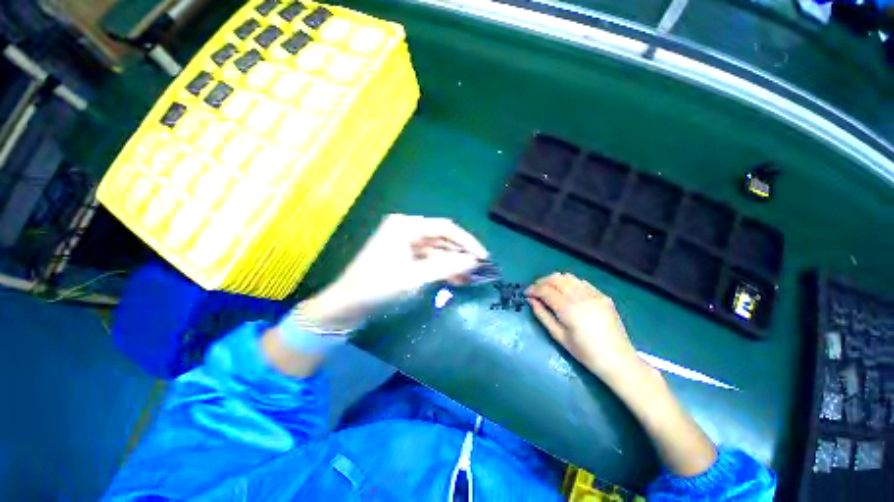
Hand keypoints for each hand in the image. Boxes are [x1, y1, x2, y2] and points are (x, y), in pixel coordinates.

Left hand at [300, 214, 487, 329]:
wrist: (347, 304)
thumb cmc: (377, 287)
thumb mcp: (414, 277)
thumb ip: (446, 267)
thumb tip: (474, 261)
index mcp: (406, 226)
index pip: (445, 228)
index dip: (467, 242)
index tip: (483, 256)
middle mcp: (406, 229)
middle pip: (441, 238)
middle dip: (460, 254)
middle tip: (478, 269)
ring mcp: (405, 242)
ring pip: (436, 249)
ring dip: (452, 262)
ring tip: (468, 277)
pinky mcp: (404, 255)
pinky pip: (428, 258)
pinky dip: (441, 268)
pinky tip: (454, 278)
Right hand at [526, 273, 639, 381]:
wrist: (618, 360)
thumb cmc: (585, 353)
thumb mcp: (559, 336)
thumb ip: (542, 315)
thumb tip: (531, 300)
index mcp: (569, 309)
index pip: (546, 290)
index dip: (533, 289)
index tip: (526, 293)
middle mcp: (581, 297)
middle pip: (556, 279)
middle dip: (542, 282)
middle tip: (535, 290)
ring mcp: (594, 295)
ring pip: (569, 277)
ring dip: (555, 280)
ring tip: (549, 289)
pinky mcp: (603, 296)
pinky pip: (582, 282)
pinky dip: (570, 283)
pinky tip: (567, 292)